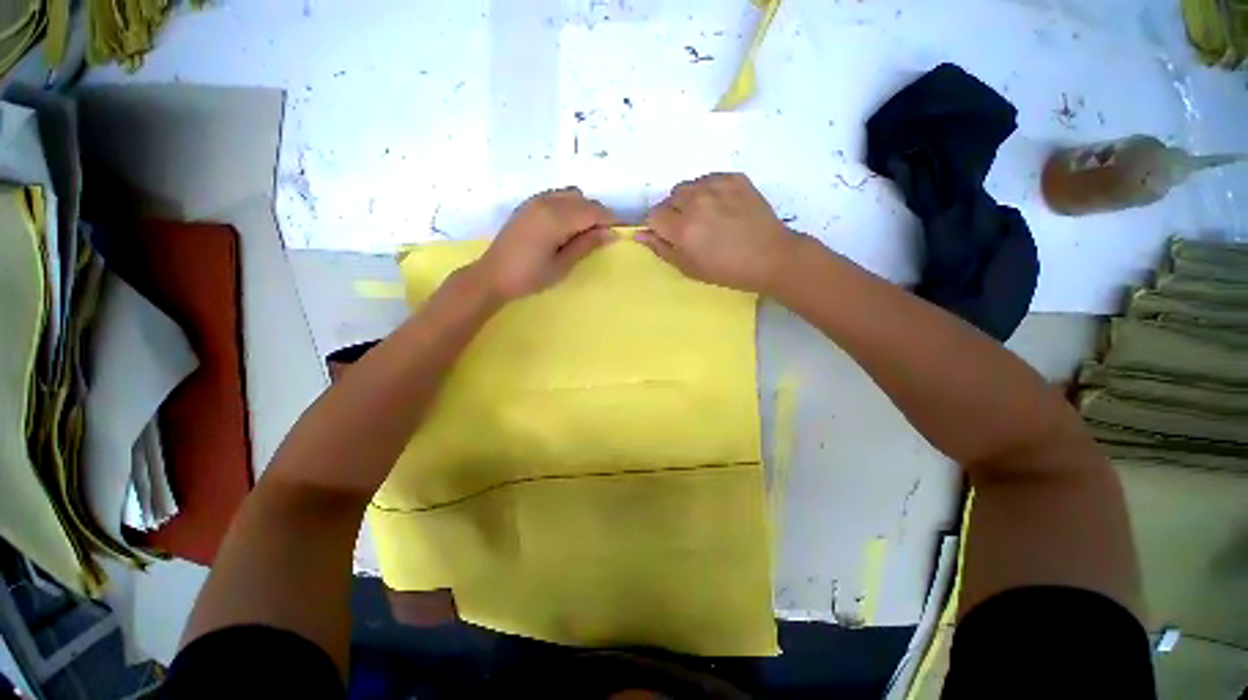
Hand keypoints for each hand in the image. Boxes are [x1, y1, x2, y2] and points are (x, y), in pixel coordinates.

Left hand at [472, 187, 615, 300]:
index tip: (614, 236)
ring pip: (571, 194)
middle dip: (596, 215)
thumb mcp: (562, 265)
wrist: (493, 275)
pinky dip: (568, 206)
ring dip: (582, 209)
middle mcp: (546, 201)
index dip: (608, 221)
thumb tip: (611, 234)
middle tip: (597, 239)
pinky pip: (556, 196)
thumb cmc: (529, 276)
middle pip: (583, 199)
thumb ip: (587, 245)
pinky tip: (563, 227)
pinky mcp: (528, 204)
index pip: (593, 210)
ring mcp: (535, 200)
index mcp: (556, 218)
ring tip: (580, 234)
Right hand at [639, 173, 798, 293]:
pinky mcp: (735, 178)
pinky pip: (709, 179)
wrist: (770, 257)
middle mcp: (696, 201)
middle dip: (673, 213)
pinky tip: (722, 206)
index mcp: (682, 228)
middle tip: (691, 228)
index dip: (659, 227)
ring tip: (706, 215)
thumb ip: (661, 249)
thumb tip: (640, 234)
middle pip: (669, 198)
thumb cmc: (727, 270)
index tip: (670, 236)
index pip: (653, 215)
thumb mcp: (689, 268)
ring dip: (689, 200)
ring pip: (687, 186)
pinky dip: (708, 190)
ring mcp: (717, 186)